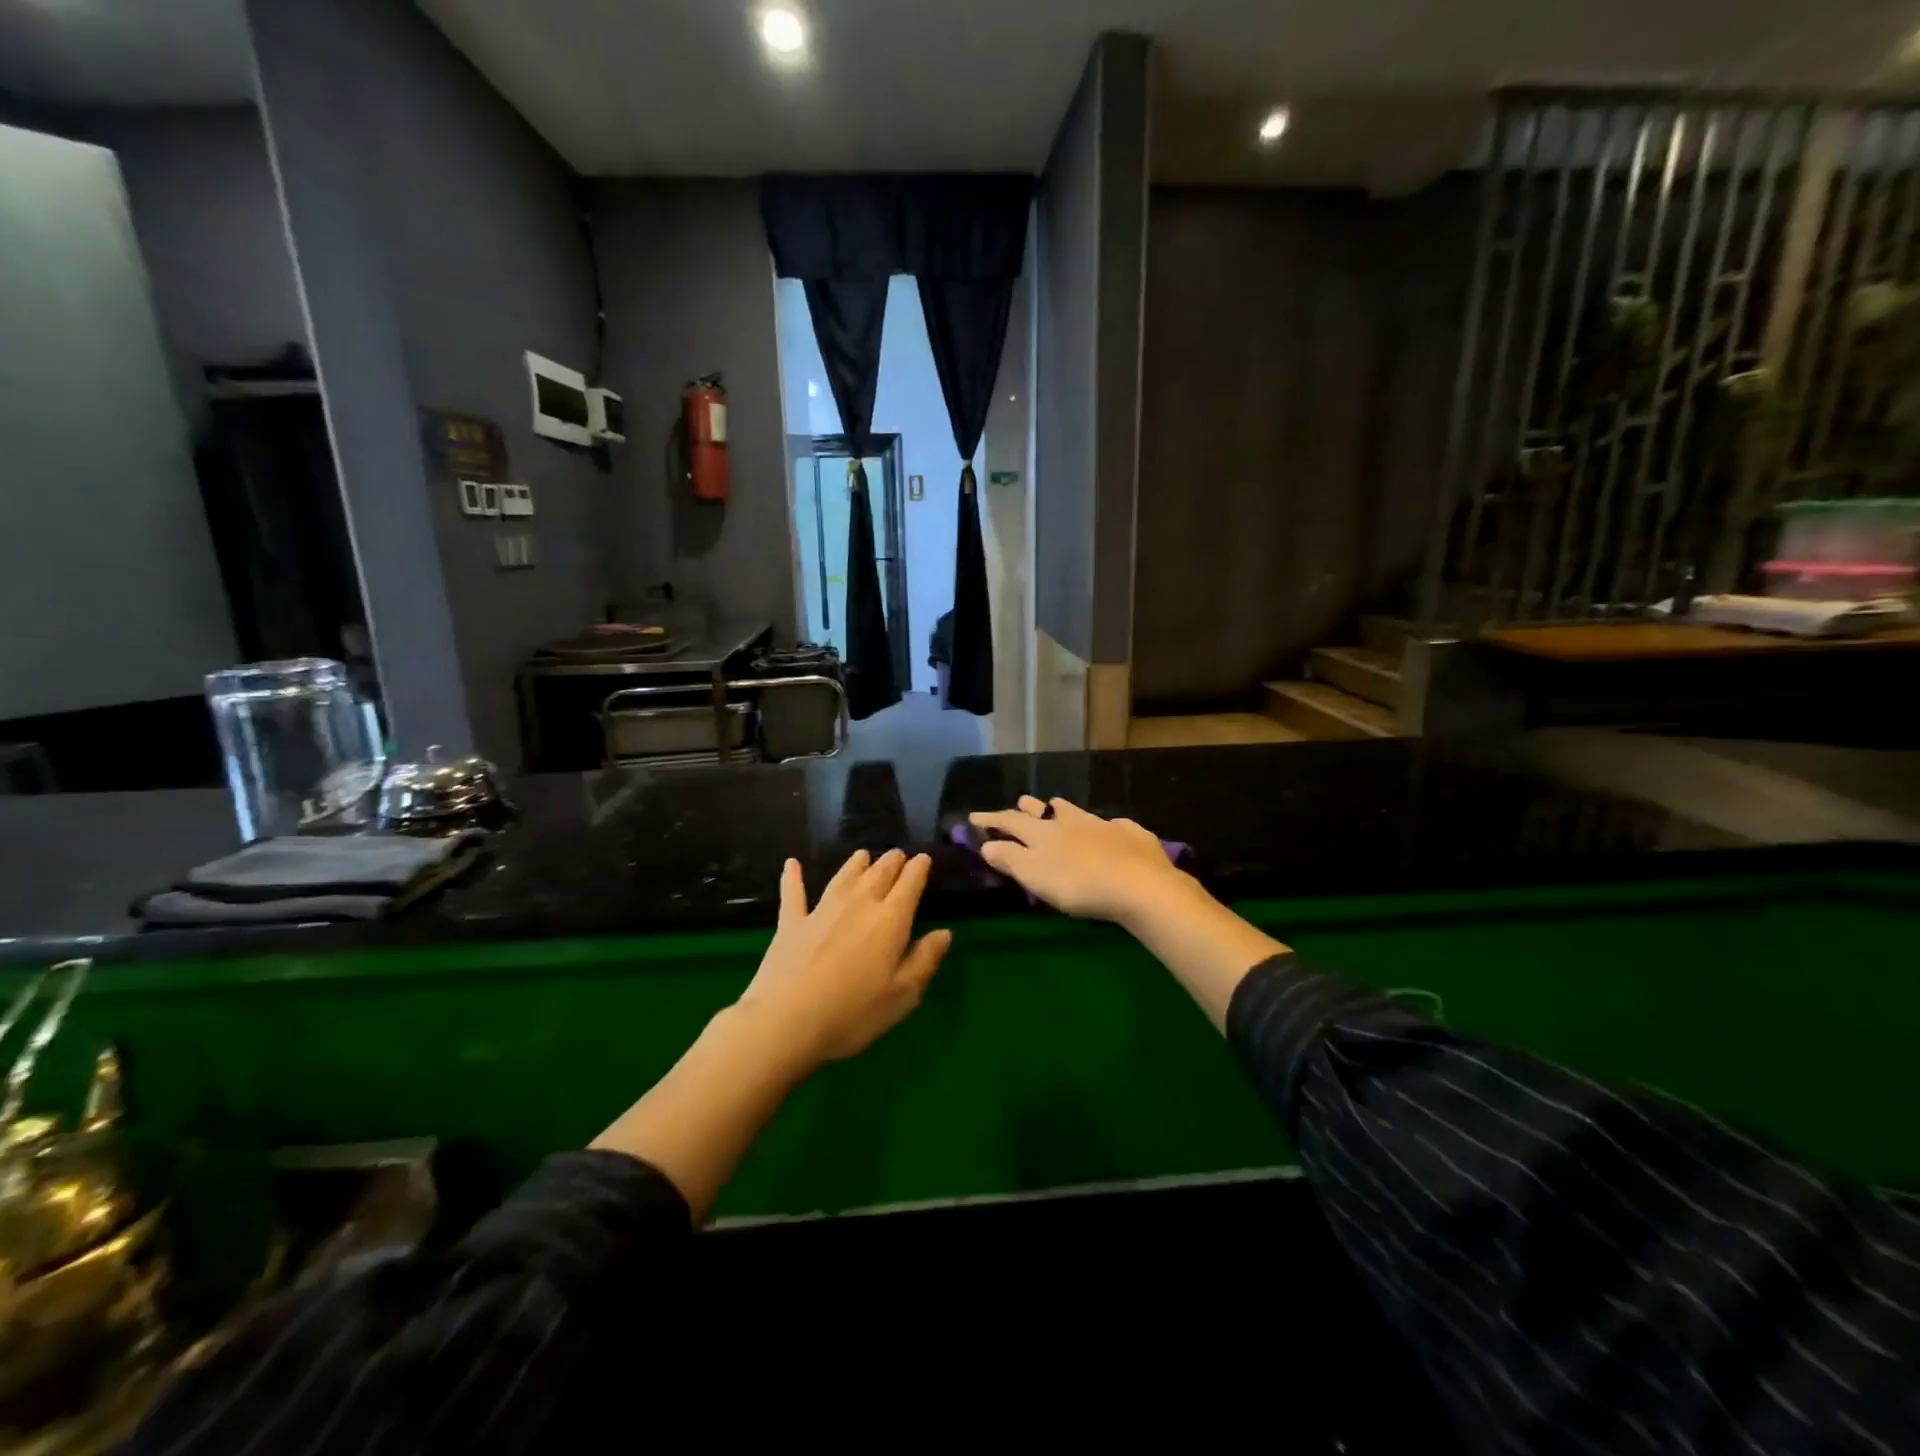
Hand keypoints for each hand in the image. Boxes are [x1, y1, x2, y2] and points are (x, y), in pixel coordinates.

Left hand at [736, 849, 951, 1064]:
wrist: (786, 1022)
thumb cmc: (853, 1014)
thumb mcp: (903, 996)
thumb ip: (925, 960)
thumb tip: (944, 932)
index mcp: (890, 920)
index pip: (909, 883)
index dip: (919, 868)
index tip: (924, 859)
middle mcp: (858, 904)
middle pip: (878, 873)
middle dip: (891, 861)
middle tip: (898, 855)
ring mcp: (821, 910)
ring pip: (843, 876)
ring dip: (855, 863)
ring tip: (863, 854)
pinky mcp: (791, 922)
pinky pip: (793, 893)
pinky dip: (793, 877)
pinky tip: (792, 864)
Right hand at [967, 797, 1192, 924]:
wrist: (1139, 884)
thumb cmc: (1078, 884)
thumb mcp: (1035, 875)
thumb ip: (1009, 858)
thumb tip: (987, 843)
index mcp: (1043, 833)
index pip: (1010, 821)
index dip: (991, 819)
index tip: (973, 817)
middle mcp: (1070, 821)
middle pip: (1044, 810)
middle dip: (1028, 808)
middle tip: (1020, 804)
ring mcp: (1103, 825)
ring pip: (1077, 811)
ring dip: (1063, 810)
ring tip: (1058, 809)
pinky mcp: (1131, 835)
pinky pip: (1114, 826)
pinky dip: (1105, 827)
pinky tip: (1111, 831)